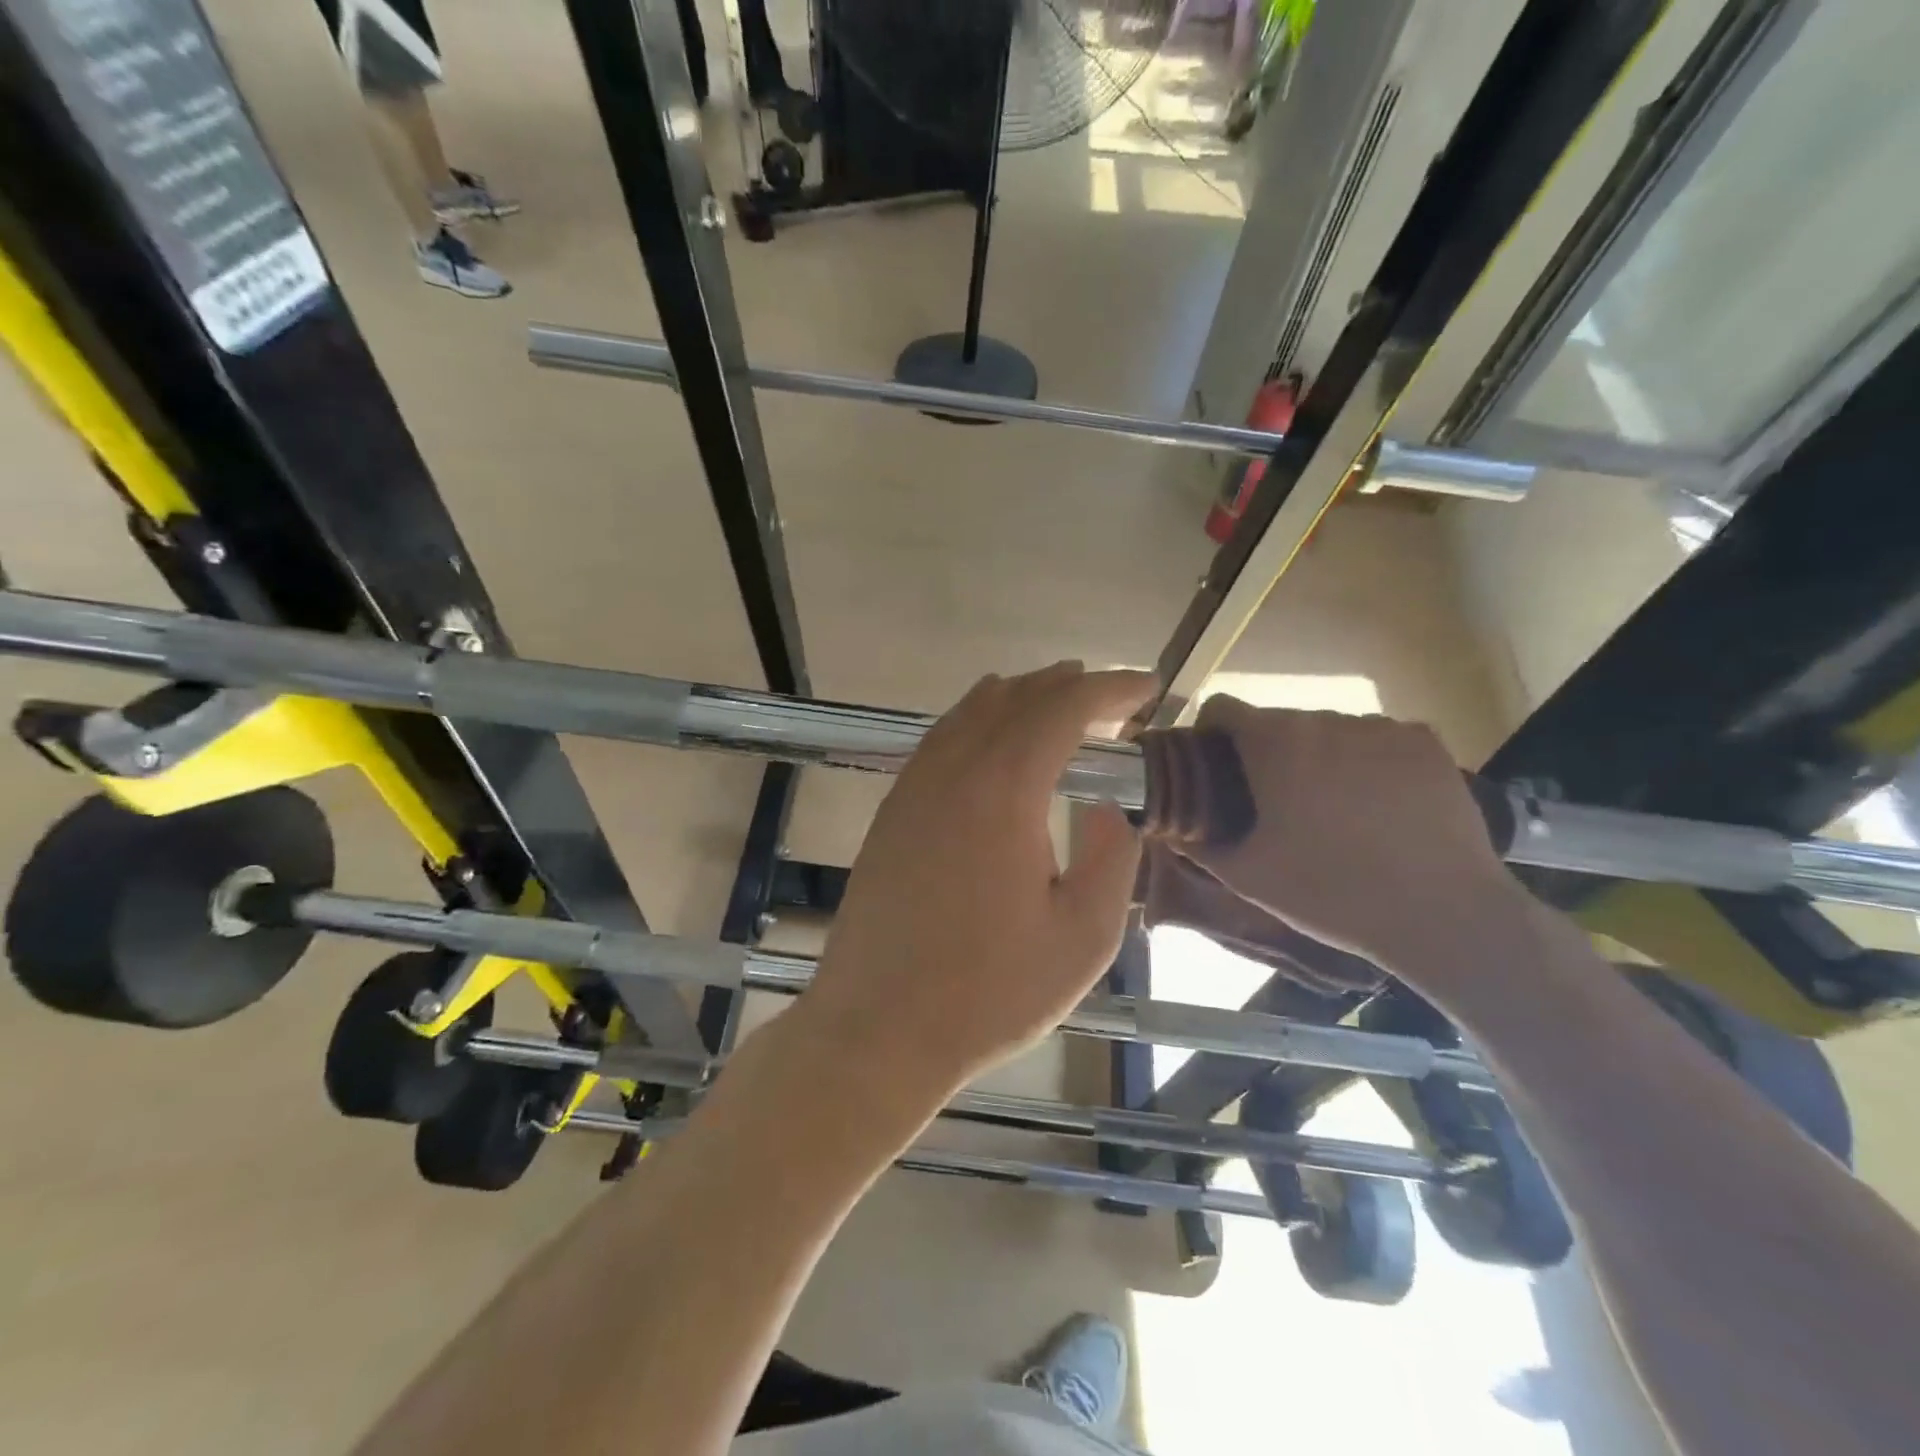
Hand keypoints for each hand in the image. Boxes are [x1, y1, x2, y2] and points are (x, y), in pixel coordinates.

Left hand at [797, 663, 1154, 1102]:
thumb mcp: (1083, 938)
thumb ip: (1109, 858)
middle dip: (1067, 687)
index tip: (1148, 688)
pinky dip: (976, 721)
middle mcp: (952, 772)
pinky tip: (991, 741)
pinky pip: (940, 741)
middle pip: (1014, 699)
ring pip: (970, 714)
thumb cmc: (989, 993)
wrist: (878, 1029)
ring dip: (1019, 698)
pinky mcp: (891, 813)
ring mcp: (912, 789)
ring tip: (1056, 699)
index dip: (1110, 689)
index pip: (1063, 709)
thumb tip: (1102, 807)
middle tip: (1110, 697)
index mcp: (1003, 791)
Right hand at [1175, 698, 1524, 980]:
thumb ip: (1198, 842)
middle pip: (1278, 722)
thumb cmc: (1331, 893)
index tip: (1216, 770)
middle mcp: (1325, 719)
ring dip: (1318, 758)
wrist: (1445, 916)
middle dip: (1268, 755)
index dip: (1210, 735)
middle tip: (1276, 806)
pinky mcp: (1427, 742)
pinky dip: (1367, 763)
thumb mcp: (1246, 876)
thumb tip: (1172, 823)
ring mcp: (1382, 727)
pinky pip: (1377, 741)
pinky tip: (1380, 808)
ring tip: (1334, 812)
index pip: (1223, 707)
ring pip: (1329, 731)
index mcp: (1275, 743)